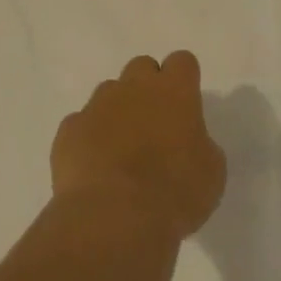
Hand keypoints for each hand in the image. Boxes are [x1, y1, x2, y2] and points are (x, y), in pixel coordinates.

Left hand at [52, 51, 227, 242]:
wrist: (113, 218)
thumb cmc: (174, 193)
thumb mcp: (211, 172)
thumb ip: (200, 144)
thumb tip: (188, 144)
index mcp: (175, 91)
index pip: (182, 61)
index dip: (184, 80)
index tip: (185, 105)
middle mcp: (134, 87)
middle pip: (142, 67)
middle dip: (147, 88)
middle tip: (154, 124)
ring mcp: (97, 106)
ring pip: (108, 93)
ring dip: (116, 111)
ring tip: (121, 150)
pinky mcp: (68, 131)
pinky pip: (80, 124)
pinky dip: (88, 139)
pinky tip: (94, 168)